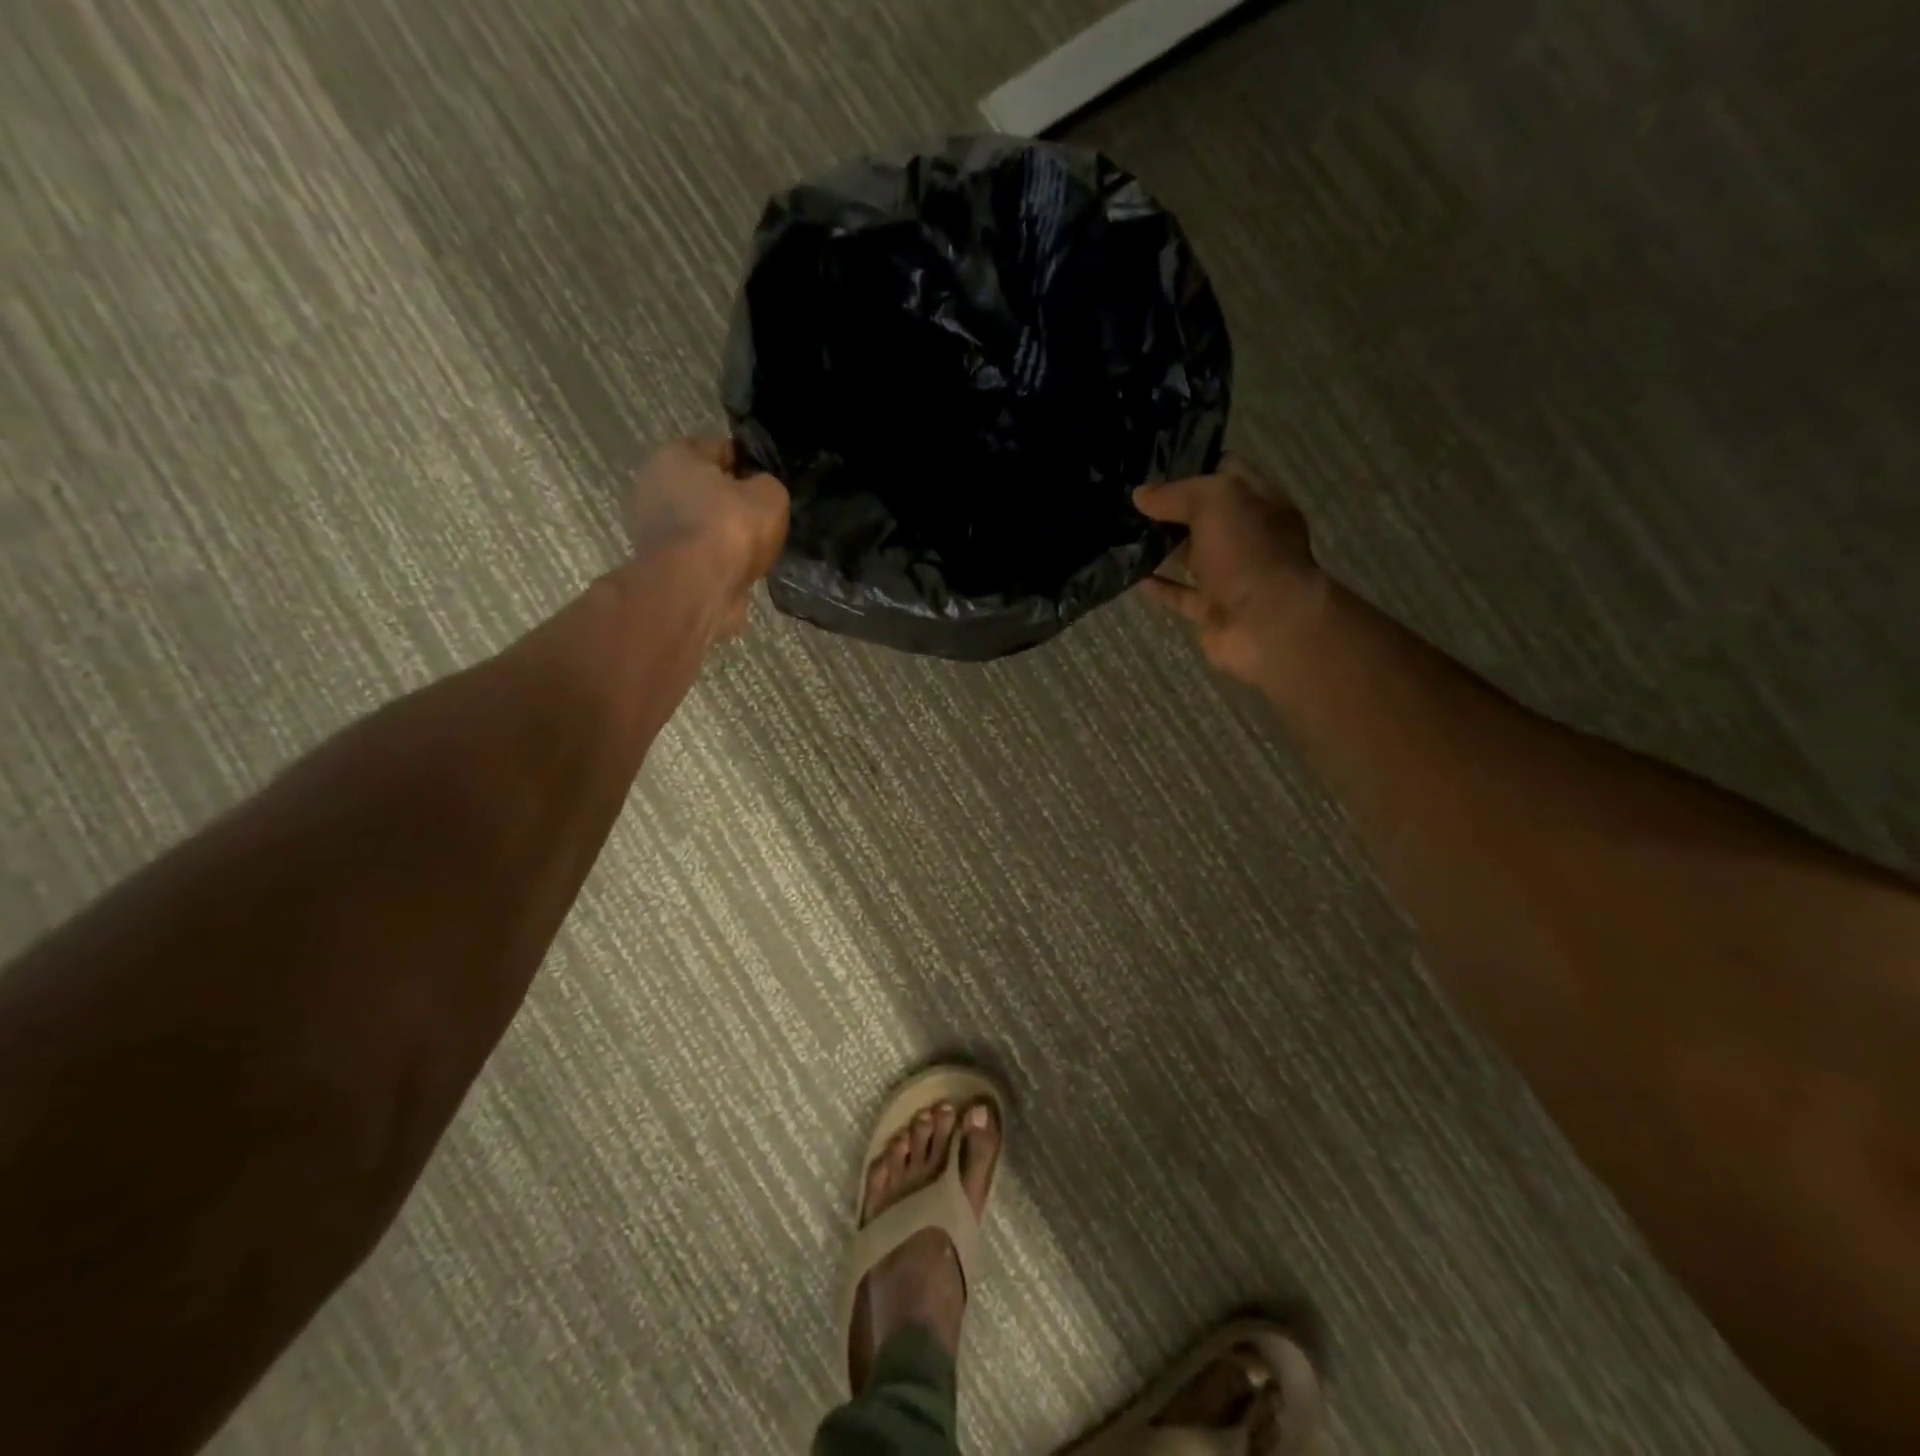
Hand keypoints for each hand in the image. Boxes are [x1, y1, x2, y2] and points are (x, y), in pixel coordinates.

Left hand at [628, 439, 788, 638]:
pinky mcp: (659, 563)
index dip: (749, 463)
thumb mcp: (770, 495)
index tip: (769, 484)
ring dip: (723, 534)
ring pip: (700, 523)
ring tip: (753, 548)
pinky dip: (715, 559)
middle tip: (762, 517)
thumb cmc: (730, 528)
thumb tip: (761, 492)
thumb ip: (768, 485)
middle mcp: (654, 484)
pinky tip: (737, 569)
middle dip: (731, 500)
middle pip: (705, 487)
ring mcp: (651, 527)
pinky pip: (697, 553)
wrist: (697, 588)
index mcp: (676, 455)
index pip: (721, 449)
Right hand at [1134, 457, 1324, 683]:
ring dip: (1162, 547)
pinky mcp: (1213, 610)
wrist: (1267, 625)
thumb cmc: (1248, 552)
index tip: (1153, 463)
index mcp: (1260, 503)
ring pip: (1192, 556)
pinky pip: (1181, 594)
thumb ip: (1176, 494)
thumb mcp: (1215, 501)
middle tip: (1128, 498)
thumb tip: (1141, 494)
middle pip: (1206, 516)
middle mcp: (1249, 537)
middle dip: (1172, 507)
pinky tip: (1133, 575)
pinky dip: (1159, 586)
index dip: (1193, 464)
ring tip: (1123, 533)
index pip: (1227, 472)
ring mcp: (1232, 577)